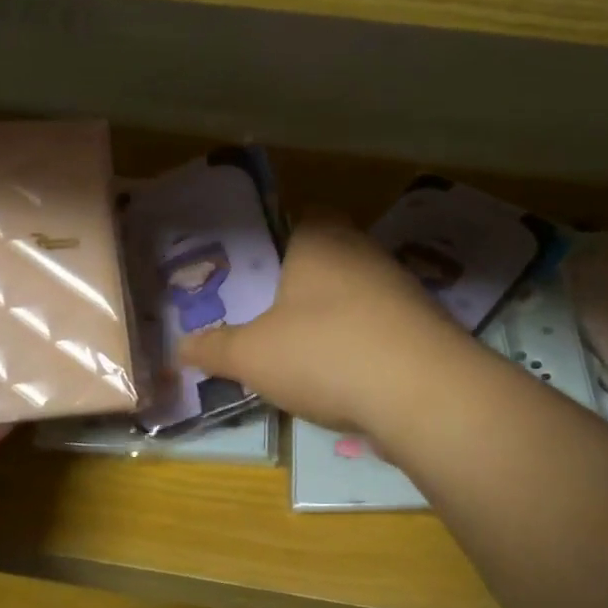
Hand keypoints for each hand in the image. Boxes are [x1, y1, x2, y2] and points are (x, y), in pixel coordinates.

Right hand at [179, 218, 468, 433]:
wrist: (421, 391)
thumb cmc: (323, 352)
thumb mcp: (253, 355)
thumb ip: (216, 348)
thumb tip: (182, 347)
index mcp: (320, 239)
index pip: (303, 216)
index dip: (281, 239)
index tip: (260, 272)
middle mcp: (364, 252)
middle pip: (330, 256)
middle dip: (304, 284)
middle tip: (273, 316)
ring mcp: (401, 288)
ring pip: (357, 293)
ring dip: (336, 317)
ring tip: (306, 353)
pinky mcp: (425, 326)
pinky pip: (382, 326)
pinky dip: (364, 345)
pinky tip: (348, 378)